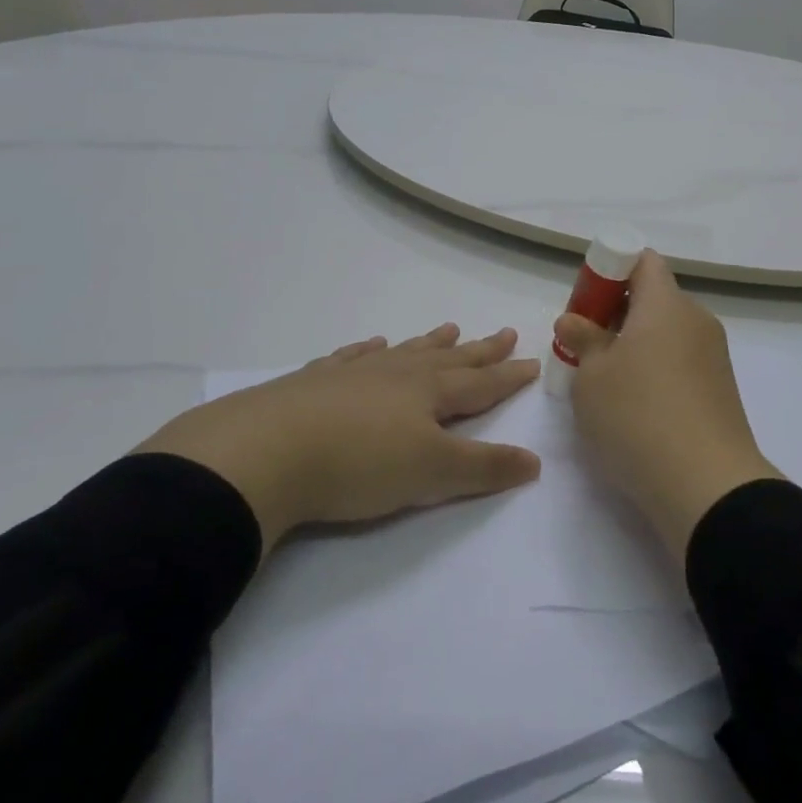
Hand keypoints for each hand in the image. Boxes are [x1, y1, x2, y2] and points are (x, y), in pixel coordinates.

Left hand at [135, 325, 540, 558]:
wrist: (265, 452)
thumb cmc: (359, 464)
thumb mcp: (431, 474)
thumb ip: (484, 467)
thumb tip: (536, 460)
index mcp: (429, 393)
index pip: (481, 383)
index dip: (508, 376)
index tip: (532, 361)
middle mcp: (397, 374)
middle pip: (448, 359)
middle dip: (479, 350)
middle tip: (503, 332)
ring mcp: (355, 373)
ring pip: (403, 352)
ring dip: (429, 343)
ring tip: (449, 328)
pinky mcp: (314, 382)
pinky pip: (351, 357)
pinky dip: (367, 350)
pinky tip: (373, 344)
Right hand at [554, 252, 780, 560]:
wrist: (707, 486)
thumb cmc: (638, 415)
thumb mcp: (591, 377)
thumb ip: (581, 340)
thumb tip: (574, 320)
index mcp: (666, 304)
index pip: (643, 260)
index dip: (611, 270)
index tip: (586, 303)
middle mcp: (696, 320)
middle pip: (654, 298)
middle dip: (617, 314)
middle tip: (585, 348)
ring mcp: (713, 356)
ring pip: (666, 334)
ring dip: (635, 347)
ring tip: (605, 384)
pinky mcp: (720, 390)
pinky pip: (680, 363)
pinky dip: (655, 372)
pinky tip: (635, 408)